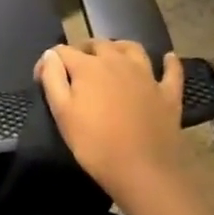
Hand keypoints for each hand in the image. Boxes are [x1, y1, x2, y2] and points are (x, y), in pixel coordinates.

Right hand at [36, 40, 186, 204]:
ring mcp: (146, 76)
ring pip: (131, 48)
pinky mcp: (168, 93)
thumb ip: (52, 78)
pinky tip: (167, 58)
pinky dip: (168, 62)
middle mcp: (118, 62)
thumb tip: (50, 54)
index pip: (62, 51)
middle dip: (83, 50)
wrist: (142, 170)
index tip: (41, 79)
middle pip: (97, 44)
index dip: (49, 61)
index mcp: (88, 67)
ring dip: (118, 47)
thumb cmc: (94, 143)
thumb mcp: (62, 112)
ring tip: (111, 57)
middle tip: (74, 68)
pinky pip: (171, 70)